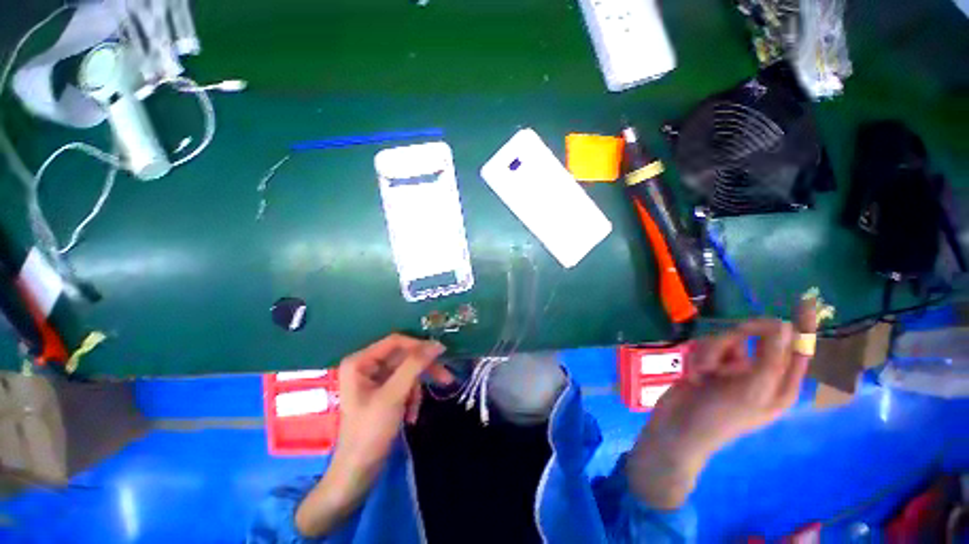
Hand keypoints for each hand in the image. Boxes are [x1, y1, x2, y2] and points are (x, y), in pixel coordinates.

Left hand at [335, 333, 451, 467]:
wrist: (359, 472)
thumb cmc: (370, 431)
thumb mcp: (394, 395)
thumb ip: (415, 366)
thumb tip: (437, 344)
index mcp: (361, 361)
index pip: (397, 342)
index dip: (419, 346)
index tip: (442, 353)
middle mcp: (367, 365)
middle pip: (404, 357)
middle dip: (422, 372)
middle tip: (446, 378)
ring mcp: (375, 379)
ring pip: (408, 372)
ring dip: (416, 390)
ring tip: (415, 411)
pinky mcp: (383, 392)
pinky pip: (405, 385)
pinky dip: (412, 398)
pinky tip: (410, 416)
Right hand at [628, 319, 809, 508]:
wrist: (678, 426)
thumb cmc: (721, 415)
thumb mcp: (751, 388)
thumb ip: (770, 356)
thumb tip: (783, 324)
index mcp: (779, 384)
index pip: (797, 349)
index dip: (802, 326)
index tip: (803, 302)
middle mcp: (758, 373)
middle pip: (754, 337)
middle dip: (735, 340)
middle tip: (729, 337)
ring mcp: (731, 368)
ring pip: (724, 340)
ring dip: (710, 352)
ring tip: (702, 372)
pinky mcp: (708, 364)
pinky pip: (705, 347)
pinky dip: (697, 357)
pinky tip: (692, 373)